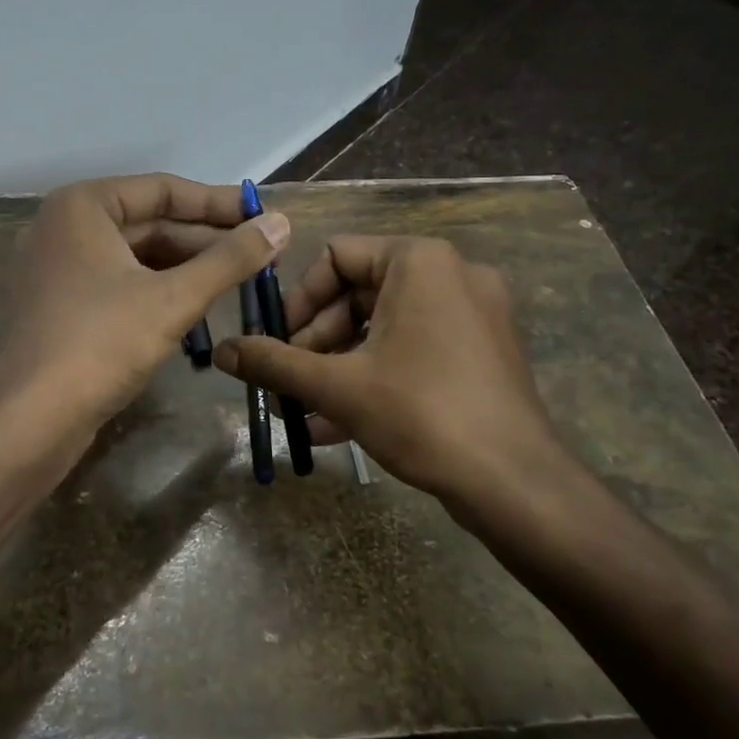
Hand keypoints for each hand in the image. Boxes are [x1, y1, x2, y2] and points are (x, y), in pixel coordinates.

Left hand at [0, 173, 288, 431]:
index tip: (263, 215)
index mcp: (83, 206)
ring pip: (137, 256)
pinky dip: (160, 290)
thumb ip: (230, 258)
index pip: (163, 190)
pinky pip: (120, 283)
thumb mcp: (174, 298)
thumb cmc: (102, 342)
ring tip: (240, 280)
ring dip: (188, 267)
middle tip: (262, 252)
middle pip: (150, 222)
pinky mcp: (62, 307)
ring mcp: (60, 269)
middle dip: (206, 239)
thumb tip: (281, 223)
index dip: (219, 203)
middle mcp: (66, 227)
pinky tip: (200, 307)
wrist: (30, 419)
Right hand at [211, 235, 580, 522]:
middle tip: (288, 380)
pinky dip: (374, 376)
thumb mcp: (337, 386)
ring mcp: (473, 313)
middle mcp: (451, 274)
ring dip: (338, 365)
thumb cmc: (421, 413)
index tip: (276, 342)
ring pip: (384, 326)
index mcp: (419, 261)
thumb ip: (273, 363)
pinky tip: (336, 424)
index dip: (297, 299)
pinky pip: (413, 349)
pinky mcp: (482, 351)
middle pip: (359, 293)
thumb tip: (222, 351)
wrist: (515, 482)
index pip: (336, 256)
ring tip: (303, 408)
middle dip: (316, 341)